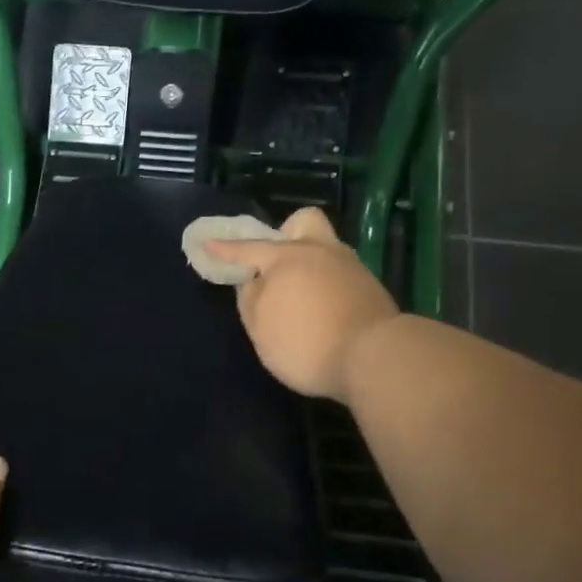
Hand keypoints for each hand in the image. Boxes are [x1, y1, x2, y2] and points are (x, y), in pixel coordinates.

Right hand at [205, 207, 399, 402]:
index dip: (224, 249)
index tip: (207, 244)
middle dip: (286, 233)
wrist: (374, 358)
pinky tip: (322, 309)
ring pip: (326, 249)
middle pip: (304, 223)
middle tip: (276, 261)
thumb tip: (253, 280)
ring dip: (309, 263)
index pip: (248, 248)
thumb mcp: (261, 328)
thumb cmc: (305, 342)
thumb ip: (250, 298)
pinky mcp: (370, 289)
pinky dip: (326, 284)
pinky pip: (340, 274)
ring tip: (299, 296)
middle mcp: (320, 252)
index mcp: (286, 258)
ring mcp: (350, 267)